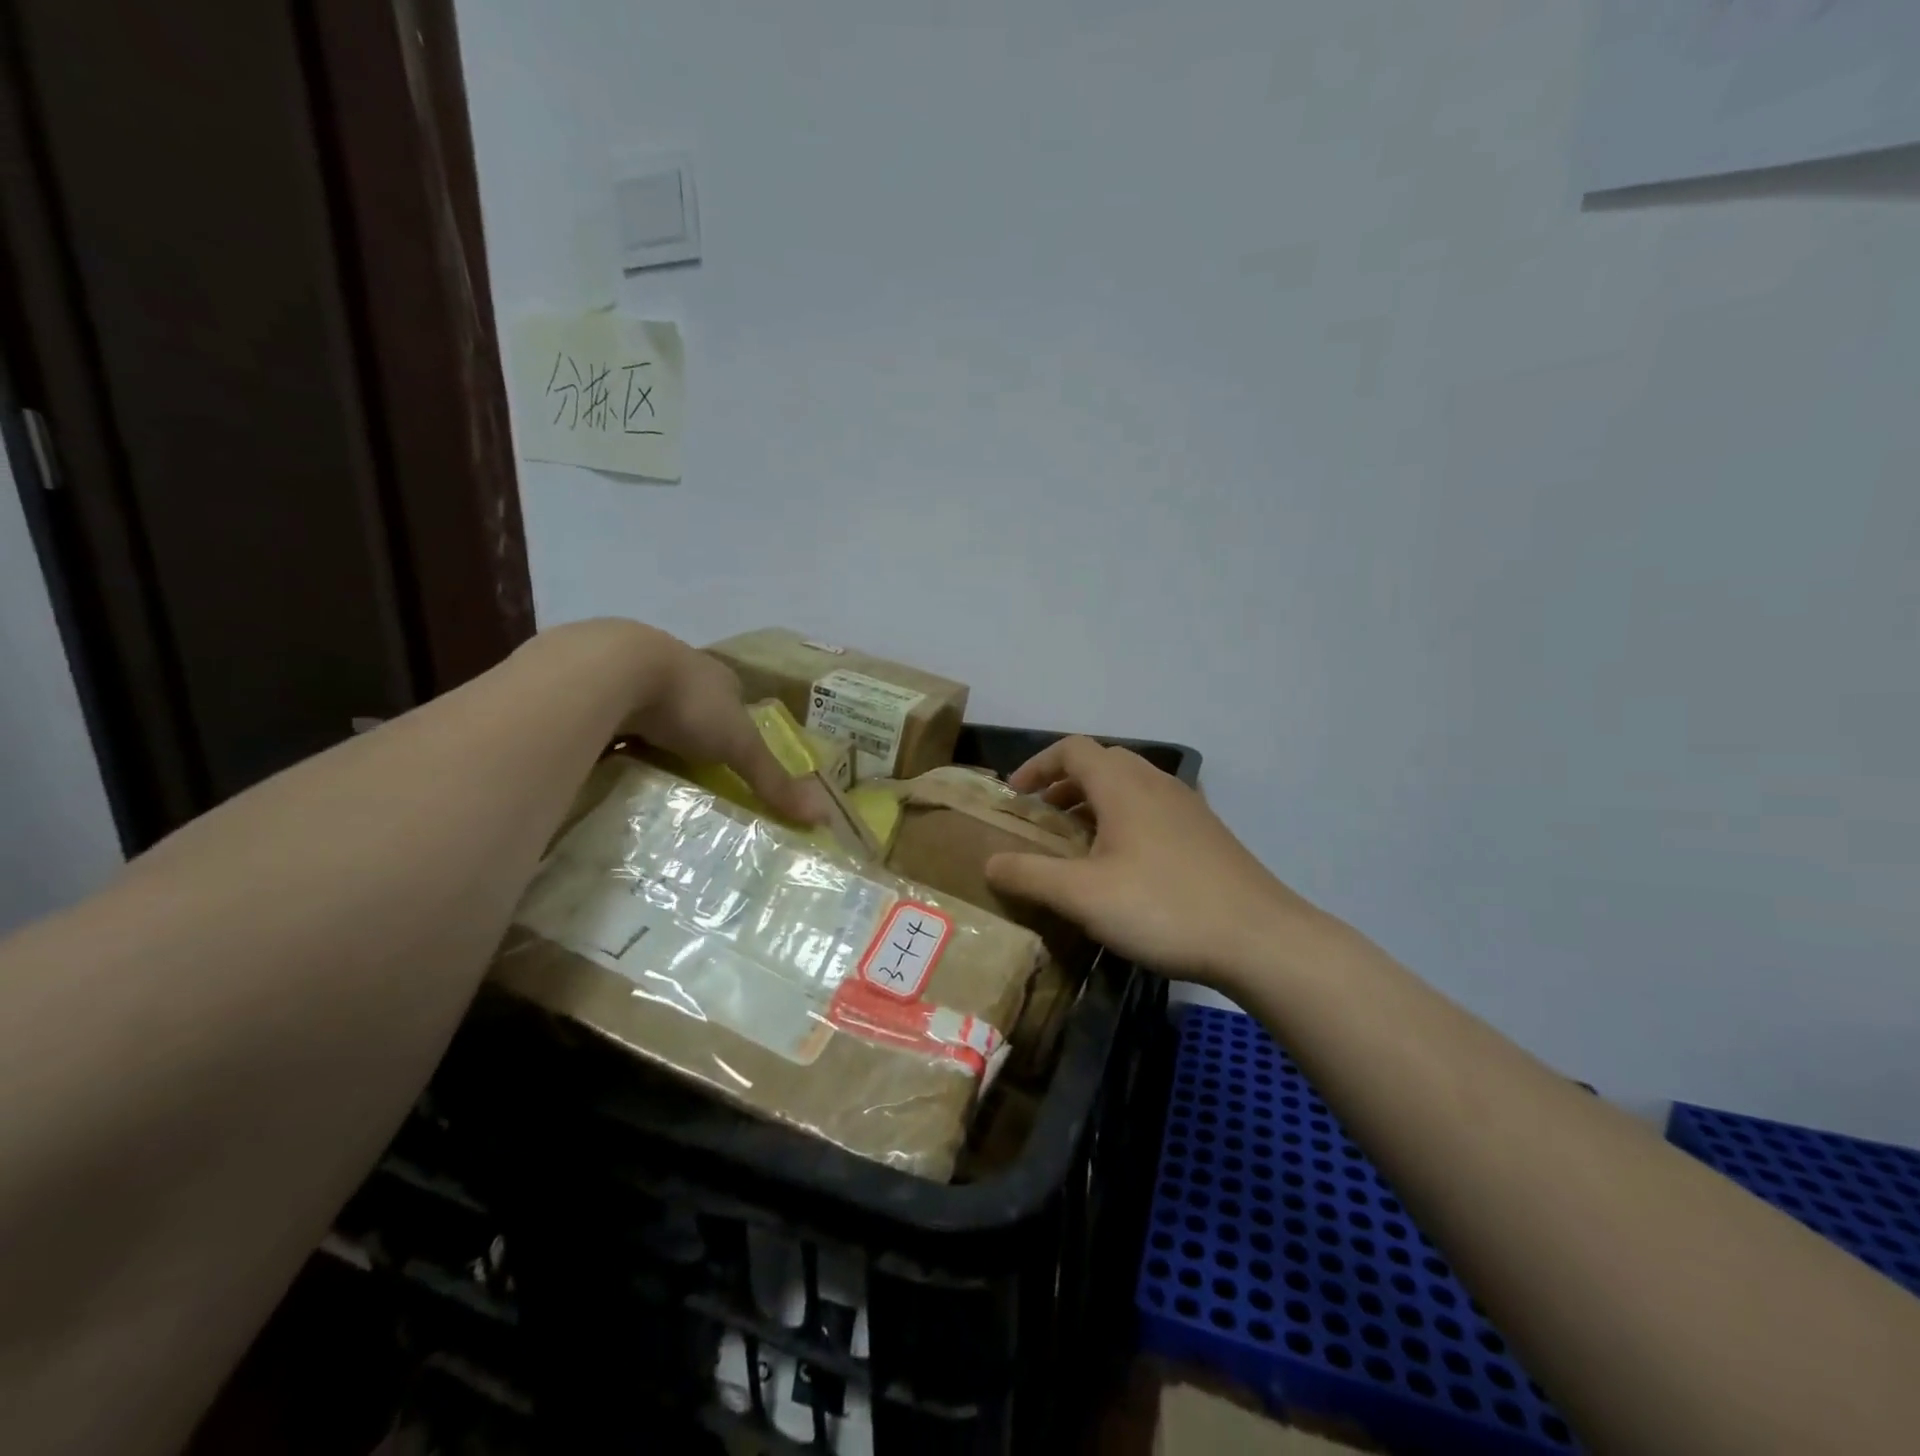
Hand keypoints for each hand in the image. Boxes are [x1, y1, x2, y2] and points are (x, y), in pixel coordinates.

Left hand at [599, 621, 829, 824]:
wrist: (609, 671)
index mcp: (717, 676)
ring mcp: (631, 671)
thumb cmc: (687, 704)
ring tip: (646, 767)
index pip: (734, 699)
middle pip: (691, 702)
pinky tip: (603, 753)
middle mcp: (678, 667)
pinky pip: (605, 711)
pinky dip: (608, 730)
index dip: (735, 724)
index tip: (730, 755)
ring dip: (647, 728)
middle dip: (690, 729)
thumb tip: (823, 817)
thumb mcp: (739, 746)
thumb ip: (773, 780)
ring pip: (647, 704)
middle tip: (688, 766)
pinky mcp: (590, 682)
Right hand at [984, 736, 1319, 986]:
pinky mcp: (1207, 834)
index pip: (1072, 749)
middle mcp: (1156, 783)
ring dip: (1096, 802)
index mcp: (1123, 785)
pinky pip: (1153, 809)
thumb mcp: (1082, 895)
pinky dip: (1125, 820)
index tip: (1015, 795)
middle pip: (1103, 762)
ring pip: (1131, 786)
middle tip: (1043, 818)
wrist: (1259, 938)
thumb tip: (989, 863)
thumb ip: (1029, 875)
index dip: (1037, 765)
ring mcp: (1188, 807)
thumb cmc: (1162, 906)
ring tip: (1077, 843)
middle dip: (1065, 783)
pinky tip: (1123, 866)